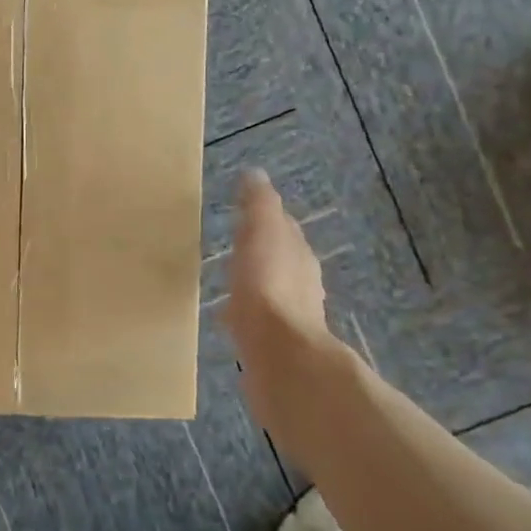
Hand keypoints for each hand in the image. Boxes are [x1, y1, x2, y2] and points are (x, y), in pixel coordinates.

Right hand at [225, 170, 358, 439]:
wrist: (279, 355)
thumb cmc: (268, 285)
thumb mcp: (262, 231)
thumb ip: (259, 204)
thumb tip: (256, 174)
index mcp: (298, 254)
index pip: (284, 228)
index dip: (267, 219)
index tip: (246, 212)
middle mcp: (301, 284)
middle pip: (280, 260)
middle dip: (262, 252)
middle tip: (235, 245)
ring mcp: (290, 317)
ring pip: (270, 291)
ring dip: (254, 284)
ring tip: (229, 281)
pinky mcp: (274, 346)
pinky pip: (257, 321)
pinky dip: (246, 314)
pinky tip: (230, 319)